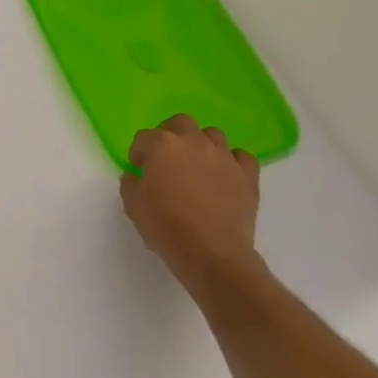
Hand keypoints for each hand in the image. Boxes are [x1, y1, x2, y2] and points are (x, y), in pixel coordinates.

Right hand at [120, 115, 264, 302]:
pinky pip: (241, 156)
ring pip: (212, 134)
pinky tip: (224, 174)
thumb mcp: (133, 206)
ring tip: (196, 164)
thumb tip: (136, 177)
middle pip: (180, 123)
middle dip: (170, 134)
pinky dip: (232, 161)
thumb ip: (130, 184)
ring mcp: (224, 157)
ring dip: (201, 143)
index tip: (138, 168)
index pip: (144, 137)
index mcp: (162, 146)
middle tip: (165, 157)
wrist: (213, 255)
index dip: (138, 152)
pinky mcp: (247, 175)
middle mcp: (194, 142)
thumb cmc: (167, 227)